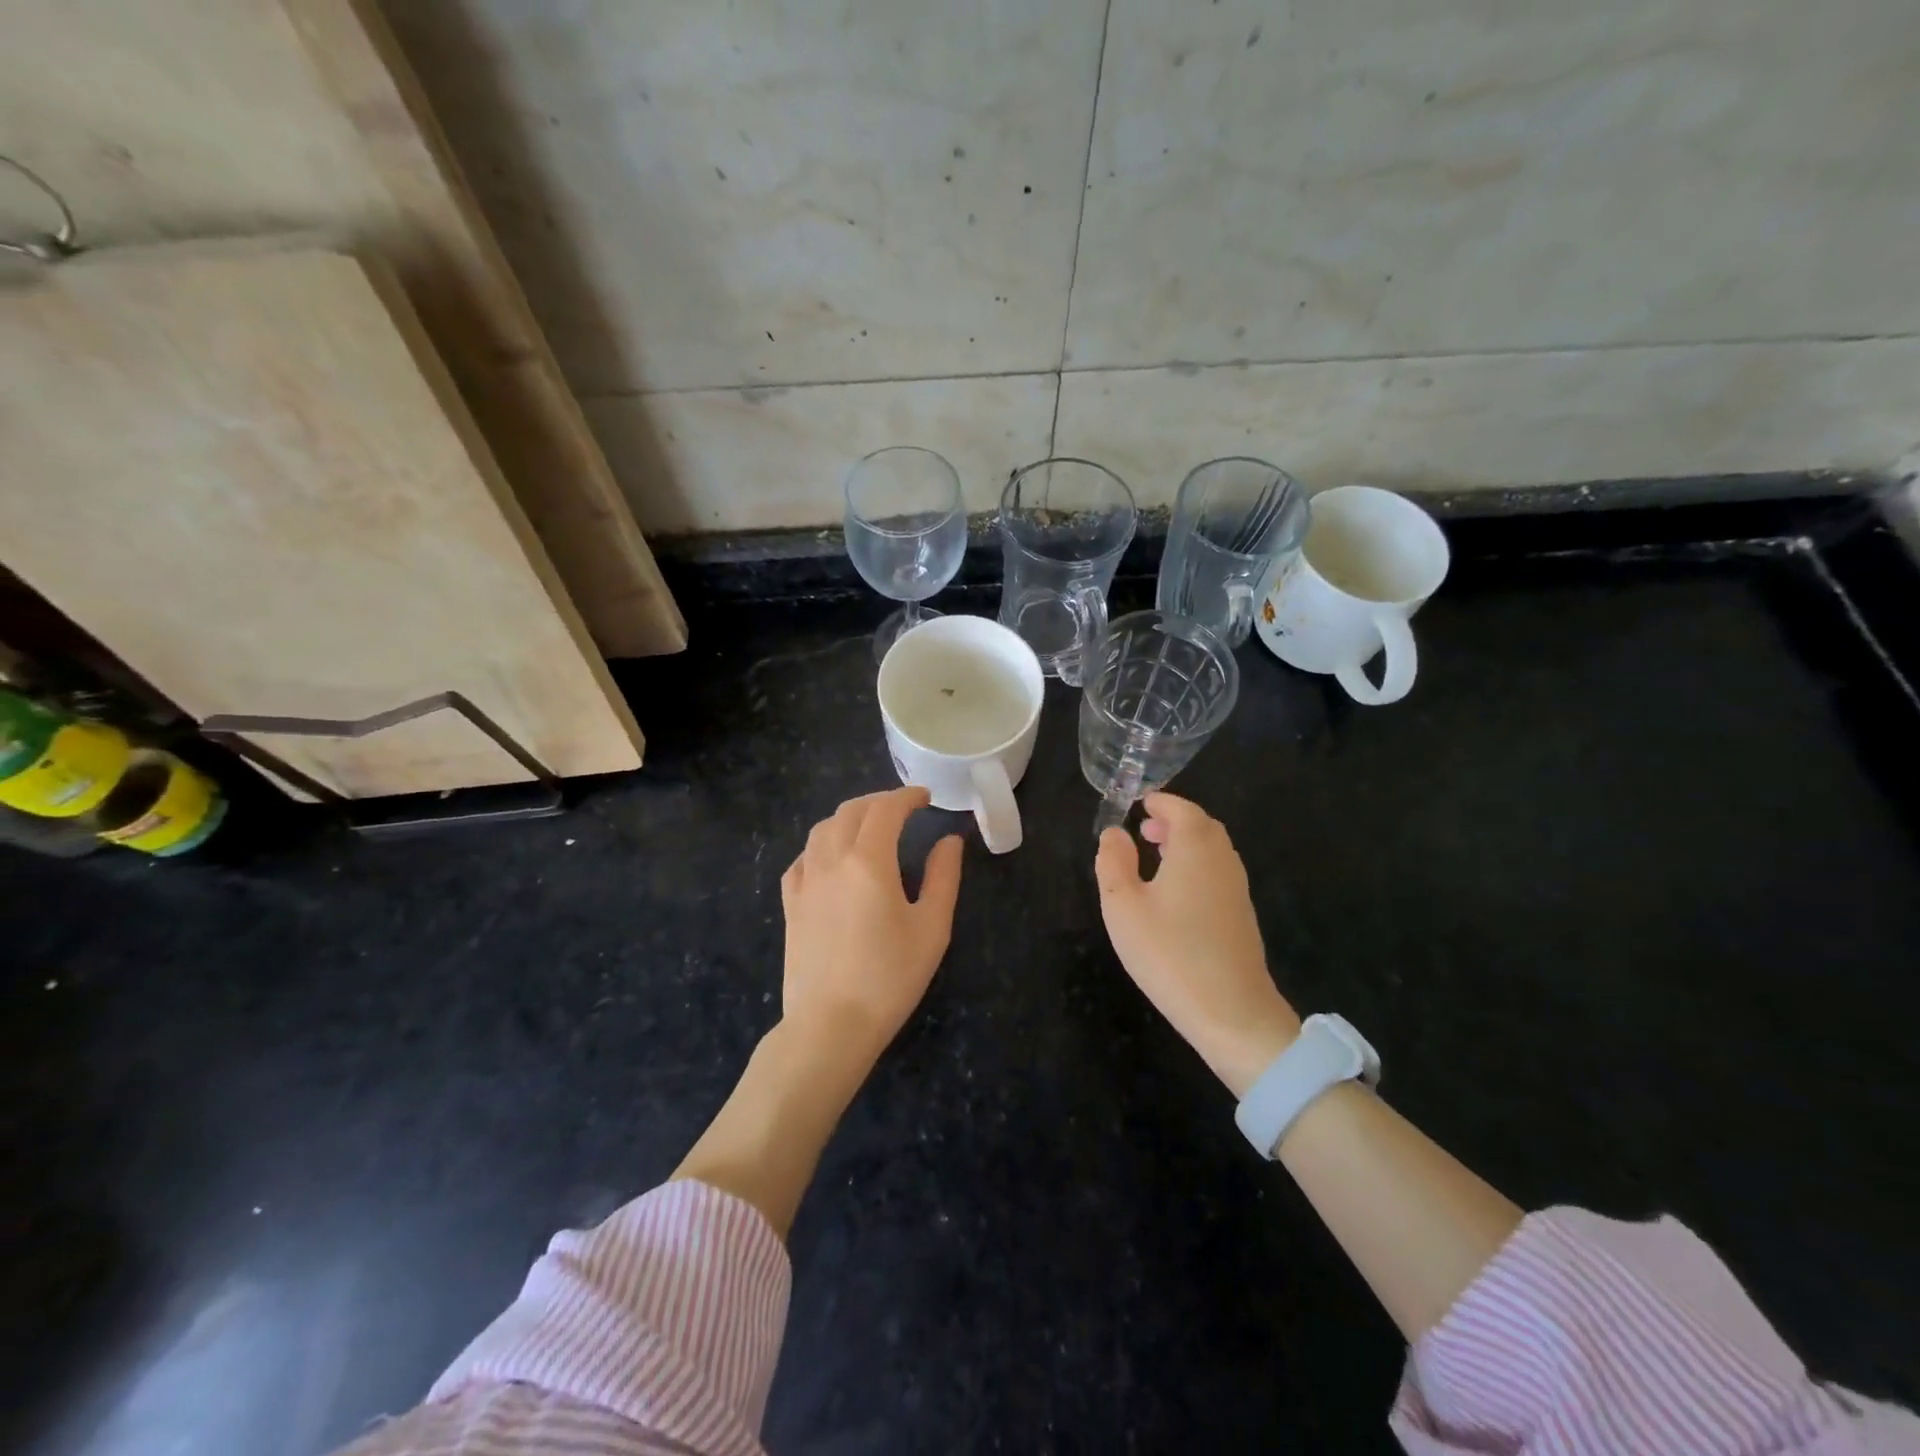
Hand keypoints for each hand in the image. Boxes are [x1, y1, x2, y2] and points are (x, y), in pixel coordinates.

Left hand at [780, 787, 963, 1064]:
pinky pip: (803, 857)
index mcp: (869, 861)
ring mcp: (805, 881)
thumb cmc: (889, 978)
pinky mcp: (790, 903)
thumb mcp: (931, 927)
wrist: (830, 1025)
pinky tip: (832, 859)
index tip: (925, 798)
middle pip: (852, 811)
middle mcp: (831, 859)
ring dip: (849, 818)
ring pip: (823, 828)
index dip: (907, 797)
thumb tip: (949, 841)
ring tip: (870, 828)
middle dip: (879, 801)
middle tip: (903, 809)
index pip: (886, 809)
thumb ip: (943, 877)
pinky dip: (822, 844)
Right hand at [1096, 792, 1300, 1096]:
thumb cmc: (1169, 952)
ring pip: (1212, 850)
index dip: (1160, 802)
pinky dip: (1196, 867)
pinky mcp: (1241, 915)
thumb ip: (1113, 862)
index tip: (1139, 803)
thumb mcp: (1123, 906)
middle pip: (1202, 826)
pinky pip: (1217, 873)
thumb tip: (1114, 833)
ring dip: (1185, 845)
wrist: (1231, 1011)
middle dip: (1173, 821)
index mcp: (1195, 847)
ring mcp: (1237, 888)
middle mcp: (1223, 859)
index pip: (1181, 809)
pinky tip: (1175, 893)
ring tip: (1155, 856)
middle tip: (1144, 829)